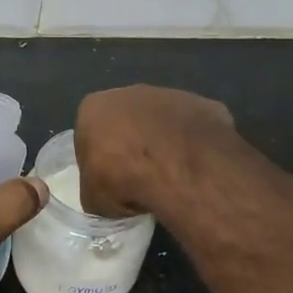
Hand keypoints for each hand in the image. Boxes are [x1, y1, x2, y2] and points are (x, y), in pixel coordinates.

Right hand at [74, 85, 234, 217]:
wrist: (180, 169)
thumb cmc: (123, 180)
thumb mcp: (92, 199)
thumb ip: (94, 189)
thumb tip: (105, 195)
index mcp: (93, 108)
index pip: (88, 135)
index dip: (97, 159)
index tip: (107, 181)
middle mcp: (129, 93)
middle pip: (125, 121)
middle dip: (130, 144)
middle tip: (137, 178)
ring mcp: (170, 95)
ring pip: (160, 122)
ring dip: (161, 143)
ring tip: (169, 177)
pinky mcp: (204, 105)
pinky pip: (192, 128)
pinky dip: (191, 145)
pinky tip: (193, 169)